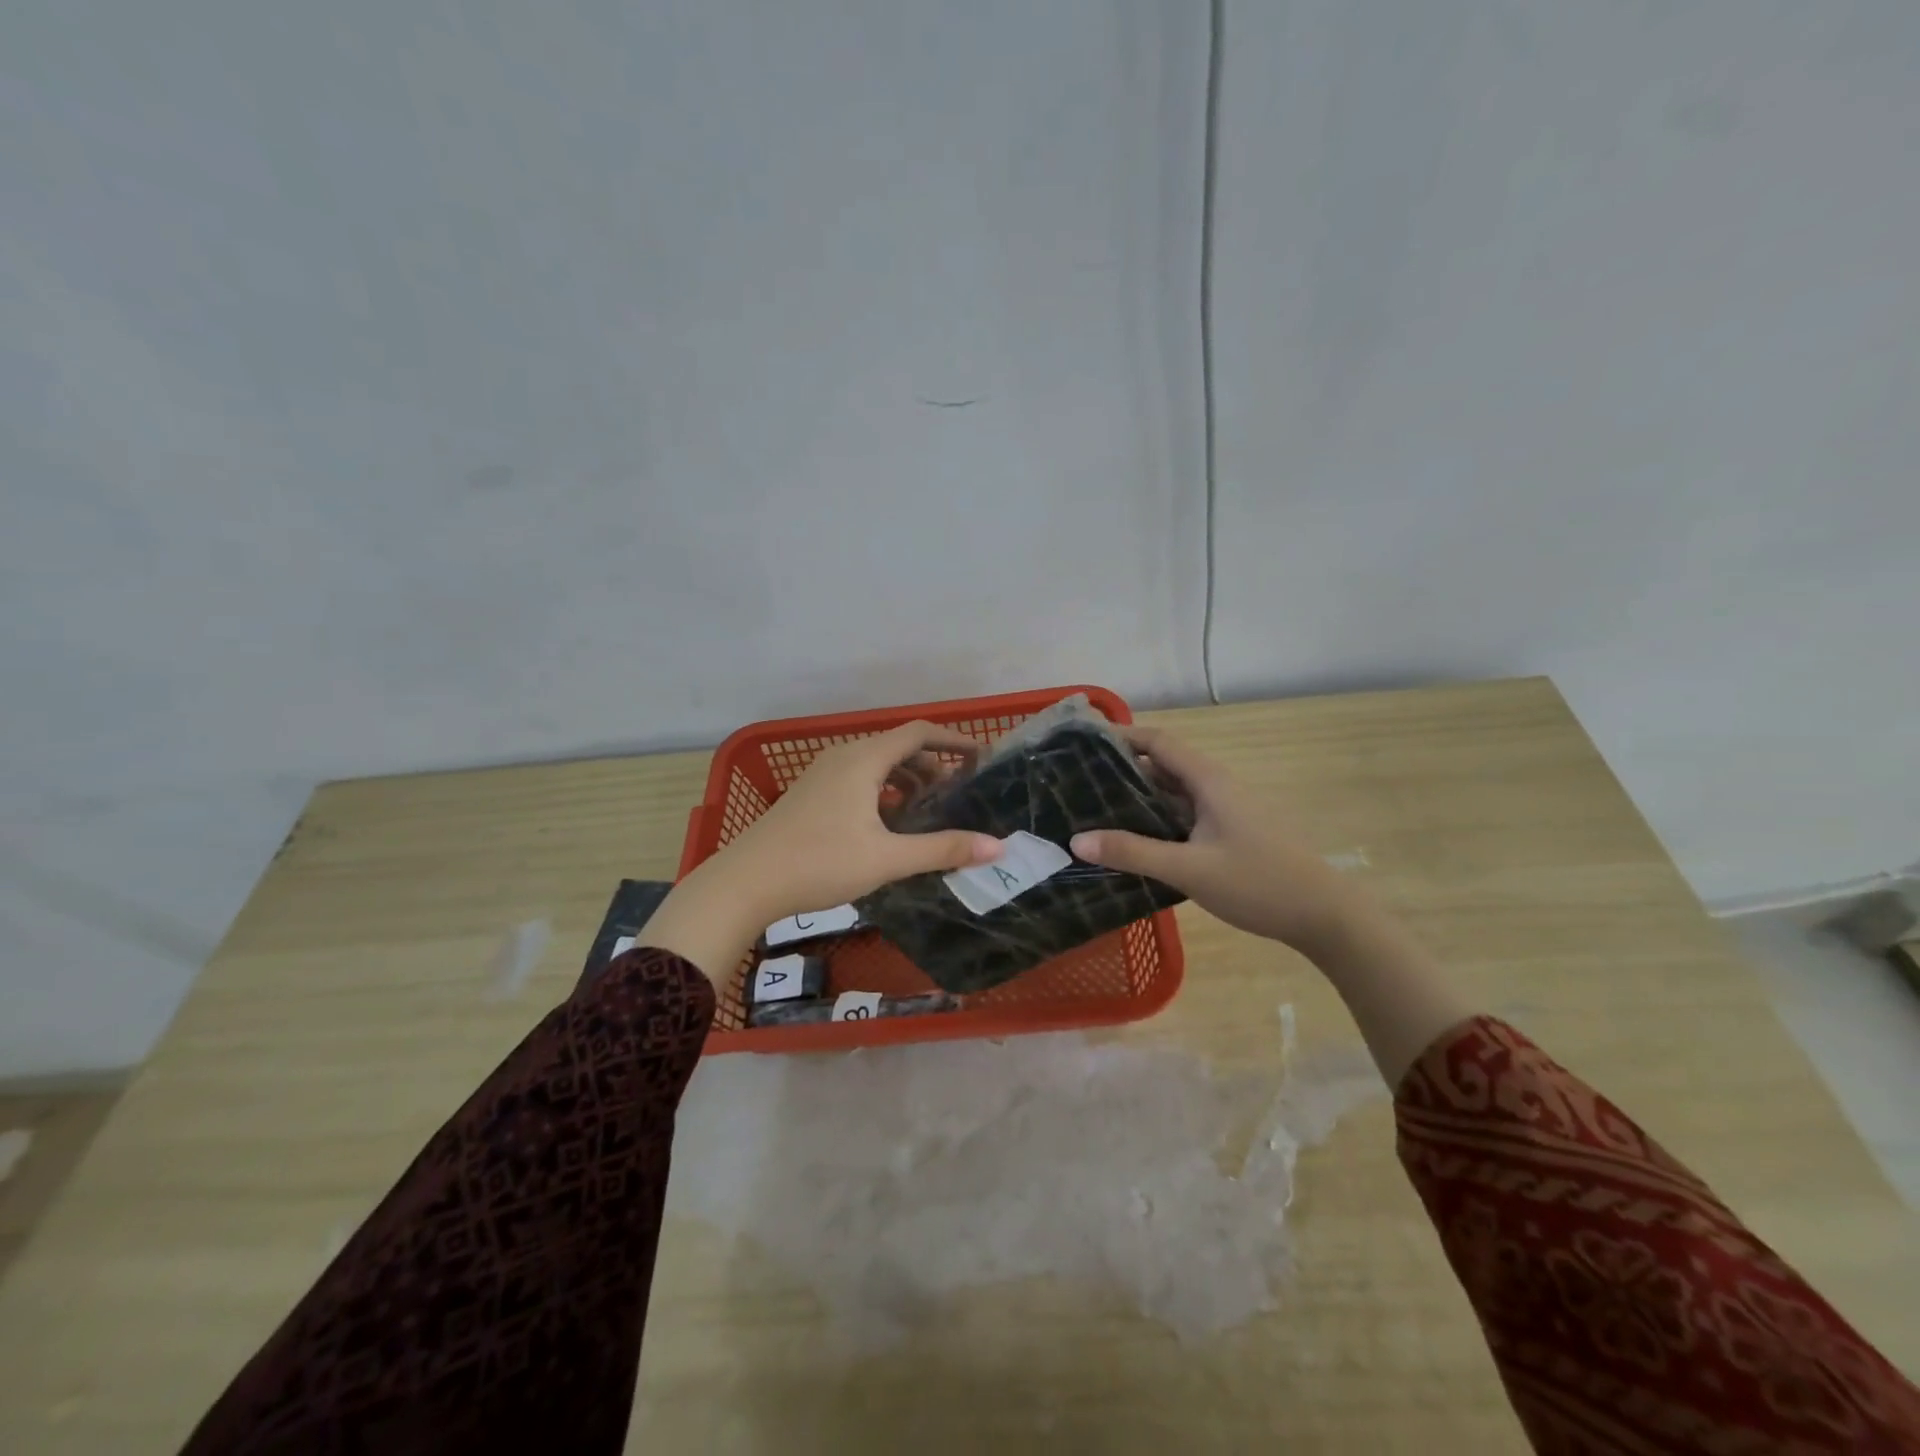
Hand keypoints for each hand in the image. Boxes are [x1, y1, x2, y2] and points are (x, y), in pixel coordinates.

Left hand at [716, 721, 1003, 920]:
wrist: (745, 882)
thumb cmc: (819, 863)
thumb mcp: (887, 859)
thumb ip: (942, 850)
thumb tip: (997, 847)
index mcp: (863, 759)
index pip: (918, 733)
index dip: (953, 740)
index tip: (980, 757)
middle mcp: (843, 757)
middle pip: (898, 747)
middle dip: (931, 766)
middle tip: (956, 795)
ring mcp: (822, 775)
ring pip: (876, 764)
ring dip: (906, 780)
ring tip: (926, 811)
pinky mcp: (811, 794)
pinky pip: (858, 778)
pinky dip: (882, 791)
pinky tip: (888, 824)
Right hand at [1069, 726, 1360, 954]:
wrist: (1323, 916)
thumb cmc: (1258, 883)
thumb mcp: (1189, 869)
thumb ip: (1133, 853)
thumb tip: (1077, 840)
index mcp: (1208, 781)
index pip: (1159, 742)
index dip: (1122, 736)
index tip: (1083, 742)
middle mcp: (1215, 787)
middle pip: (1163, 765)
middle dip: (1122, 768)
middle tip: (1077, 780)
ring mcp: (1224, 811)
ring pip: (1173, 792)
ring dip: (1138, 796)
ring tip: (1094, 808)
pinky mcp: (1228, 833)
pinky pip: (1183, 815)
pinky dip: (1155, 819)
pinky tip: (1134, 840)